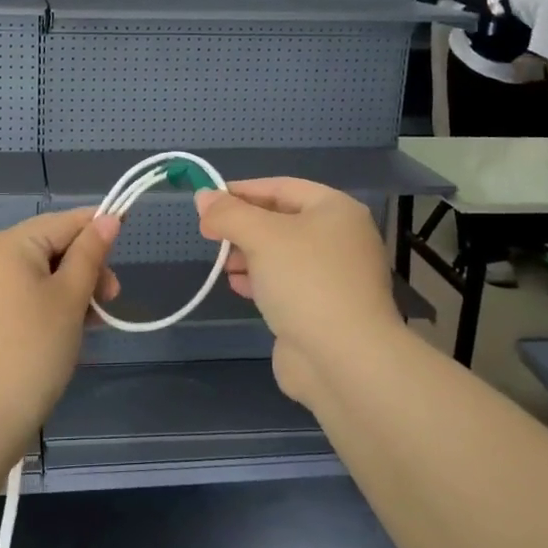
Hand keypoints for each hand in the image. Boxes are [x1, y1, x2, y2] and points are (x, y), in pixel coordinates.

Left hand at [0, 207, 120, 465]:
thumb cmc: (31, 351)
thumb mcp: (70, 299)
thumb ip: (90, 254)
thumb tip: (109, 217)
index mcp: (8, 243)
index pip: (65, 221)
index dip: (100, 230)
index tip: (128, 249)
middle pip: (50, 246)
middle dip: (85, 268)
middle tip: (111, 302)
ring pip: (37, 274)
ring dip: (70, 291)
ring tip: (92, 323)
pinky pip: (20, 295)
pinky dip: (46, 305)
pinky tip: (66, 331)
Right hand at [196, 179, 404, 402]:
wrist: (344, 360)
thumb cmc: (305, 281)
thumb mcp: (261, 236)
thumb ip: (229, 213)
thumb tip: (203, 196)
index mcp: (336, 210)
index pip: (282, 187)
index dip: (242, 191)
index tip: (207, 201)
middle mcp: (341, 238)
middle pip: (282, 220)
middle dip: (244, 226)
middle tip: (210, 235)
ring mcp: (336, 276)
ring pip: (282, 254)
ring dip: (249, 255)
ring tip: (223, 263)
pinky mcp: (326, 309)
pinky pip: (287, 284)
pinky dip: (261, 280)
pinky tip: (238, 286)